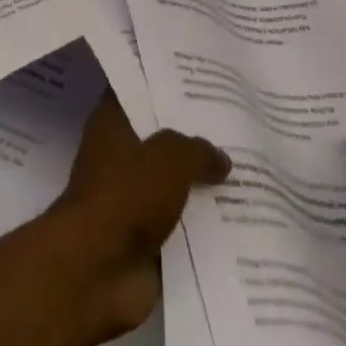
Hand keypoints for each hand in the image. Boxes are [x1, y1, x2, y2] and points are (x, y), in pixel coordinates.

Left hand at [48, 93, 229, 336]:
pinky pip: (181, 224)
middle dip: (193, 134)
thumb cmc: (125, 195)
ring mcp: (131, 197)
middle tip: (235, 122)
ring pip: (173, 182)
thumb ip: (197, 150)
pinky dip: (204, 224)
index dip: (163, 83)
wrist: (97, 269)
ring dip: (202, 183)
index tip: (196, 76)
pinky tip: (241, 217)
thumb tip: (221, 157)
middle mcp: (119, 155)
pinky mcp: (145, 237)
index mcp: (112, 123)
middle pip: (160, 137)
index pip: (137, 91)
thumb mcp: (169, 158)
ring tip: (248, 169)